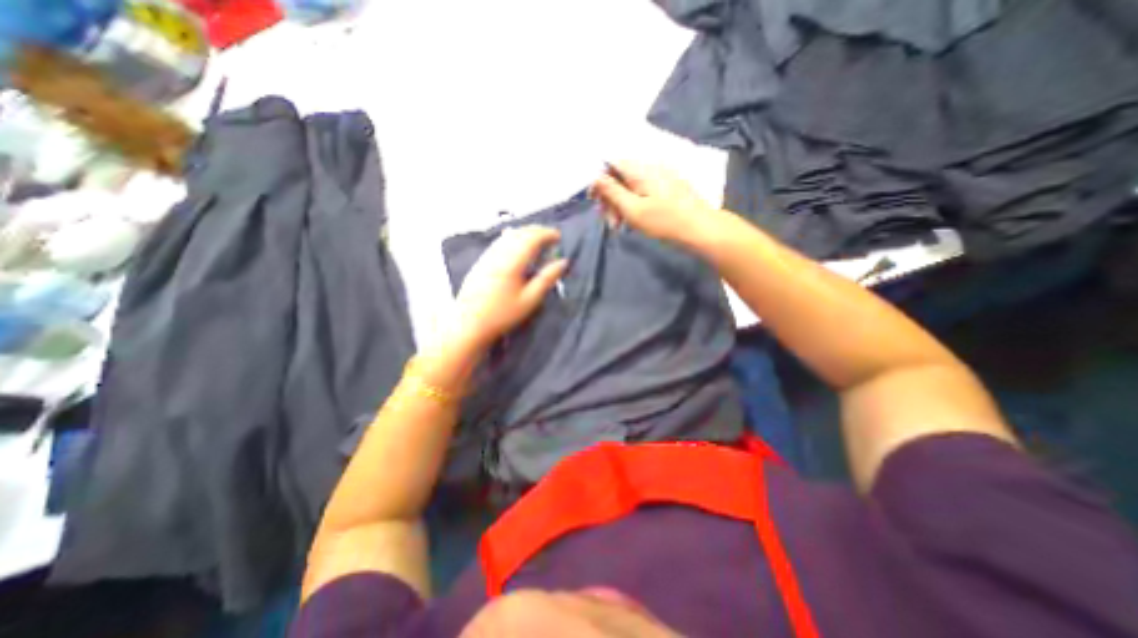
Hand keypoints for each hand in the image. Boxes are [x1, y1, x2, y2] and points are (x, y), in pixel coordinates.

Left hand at [446, 227, 565, 350]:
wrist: (469, 324)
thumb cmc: (502, 314)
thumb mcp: (530, 300)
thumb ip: (547, 279)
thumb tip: (562, 262)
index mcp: (512, 262)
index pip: (532, 238)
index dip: (547, 234)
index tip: (559, 237)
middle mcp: (499, 254)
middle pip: (519, 233)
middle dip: (537, 231)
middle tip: (550, 236)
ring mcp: (487, 256)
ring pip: (508, 236)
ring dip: (524, 233)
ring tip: (537, 239)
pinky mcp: (481, 262)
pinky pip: (499, 242)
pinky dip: (513, 238)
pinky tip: (516, 246)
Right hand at [592, 161, 714, 245]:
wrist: (701, 229)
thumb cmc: (664, 221)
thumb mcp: (633, 209)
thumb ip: (612, 192)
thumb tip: (596, 177)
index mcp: (641, 169)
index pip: (612, 164)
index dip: (600, 181)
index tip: (594, 202)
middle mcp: (651, 167)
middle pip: (622, 176)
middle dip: (611, 198)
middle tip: (610, 222)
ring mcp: (662, 176)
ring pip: (632, 186)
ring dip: (622, 204)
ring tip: (621, 226)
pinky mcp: (669, 187)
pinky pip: (644, 190)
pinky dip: (635, 204)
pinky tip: (635, 220)